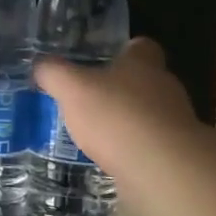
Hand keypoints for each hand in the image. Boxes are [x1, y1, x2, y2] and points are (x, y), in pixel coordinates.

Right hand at [33, 37, 198, 191]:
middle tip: (89, 98)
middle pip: (144, 81)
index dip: (123, 51)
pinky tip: (108, 160)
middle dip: (119, 89)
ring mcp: (174, 123)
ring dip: (125, 122)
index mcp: (143, 64)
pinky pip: (148, 146)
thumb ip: (54, 73)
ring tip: (93, 133)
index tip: (102, 60)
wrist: (161, 169)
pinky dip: (131, 150)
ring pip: (147, 115)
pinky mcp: (174, 156)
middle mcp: (164, 88)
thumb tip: (41, 65)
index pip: (141, 47)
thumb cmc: (116, 115)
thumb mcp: (72, 88)